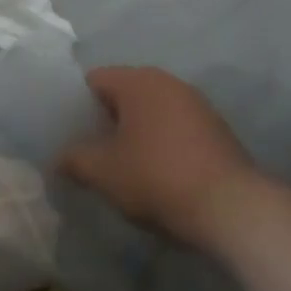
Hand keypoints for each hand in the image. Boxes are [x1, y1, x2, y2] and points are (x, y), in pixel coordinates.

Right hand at [60, 66, 269, 253]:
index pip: (93, 80)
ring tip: (124, 167)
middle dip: (107, 121)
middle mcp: (167, 81)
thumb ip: (73, 160)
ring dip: (136, 134)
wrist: (233, 210)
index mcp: (137, 80)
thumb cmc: (157, 178)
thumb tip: (57, 159)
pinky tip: (158, 175)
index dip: (76, 106)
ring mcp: (196, 104)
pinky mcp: (217, 130)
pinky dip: (162, 144)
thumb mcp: (103, 172)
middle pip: (123, 95)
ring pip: (151, 112)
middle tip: (92, 152)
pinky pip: (175, 129)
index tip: (70, 134)